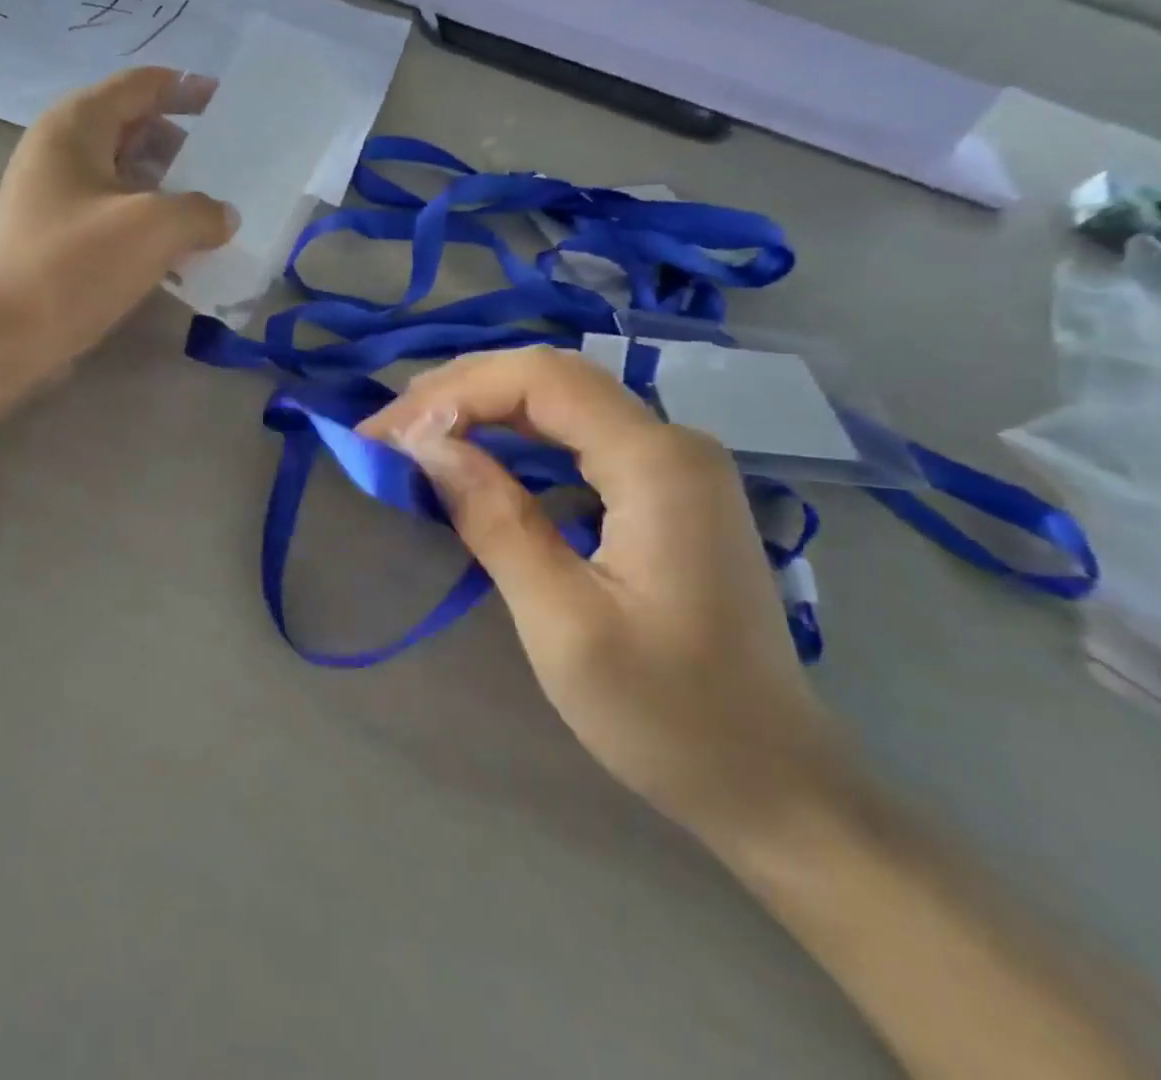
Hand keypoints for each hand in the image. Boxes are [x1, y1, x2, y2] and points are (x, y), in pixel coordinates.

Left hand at [0, 68, 232, 443]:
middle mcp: (61, 152)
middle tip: (231, 169)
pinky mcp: (59, 240)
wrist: (1, 338)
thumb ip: (201, 211)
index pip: (140, 86)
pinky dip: (149, 224)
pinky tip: (182, 252)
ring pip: (126, 178)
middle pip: (134, 130)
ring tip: (215, 213)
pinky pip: (115, 216)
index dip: (187, 88)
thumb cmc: (73, 266)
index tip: (230, 105)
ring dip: (170, 190)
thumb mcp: (152, 228)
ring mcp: (56, 198)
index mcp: (76, 126)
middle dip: (184, 145)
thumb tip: (223, 216)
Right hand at [360, 347, 853, 850]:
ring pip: (561, 401)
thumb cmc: (667, 714)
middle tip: (387, 430)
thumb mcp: (562, 622)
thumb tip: (426, 444)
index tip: (388, 435)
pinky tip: (477, 457)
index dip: (454, 393)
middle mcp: (673, 442)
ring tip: (415, 435)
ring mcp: (675, 464)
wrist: (772, 783)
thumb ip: (494, 519)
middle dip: (460, 392)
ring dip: (483, 409)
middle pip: (550, 378)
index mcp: (658, 463)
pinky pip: (577, 436)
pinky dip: (515, 437)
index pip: (541, 380)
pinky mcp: (666, 490)